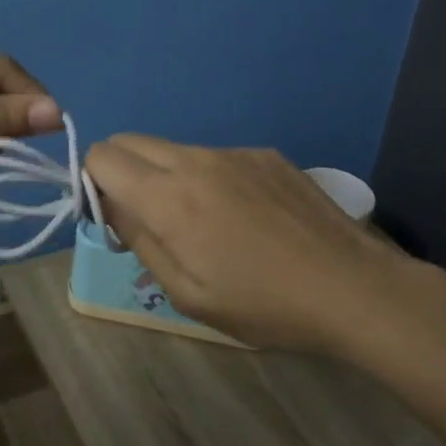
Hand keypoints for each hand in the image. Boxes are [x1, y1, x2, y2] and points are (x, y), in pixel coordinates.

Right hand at [84, 136, 413, 354]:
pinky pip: (217, 156)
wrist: (351, 286)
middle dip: (122, 172)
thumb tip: (113, 206)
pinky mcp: (266, 154)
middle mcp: (196, 159)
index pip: (102, 155)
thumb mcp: (188, 294)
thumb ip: (141, 241)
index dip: (93, 182)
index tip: (113, 217)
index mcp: (169, 196)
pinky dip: (209, 178)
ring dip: (168, 176)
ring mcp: (235, 152)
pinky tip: (246, 217)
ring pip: (175, 149)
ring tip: (204, 224)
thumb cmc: (264, 304)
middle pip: (132, 141)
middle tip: (147, 219)